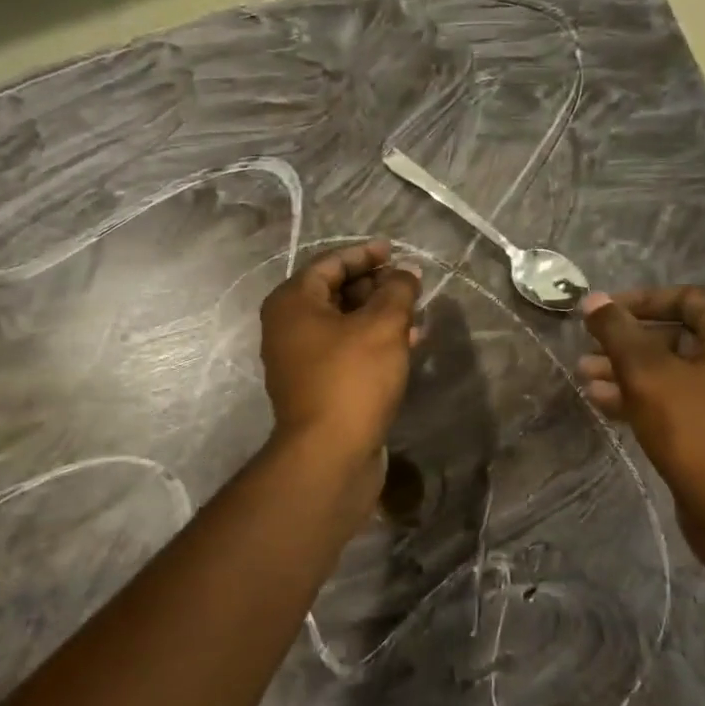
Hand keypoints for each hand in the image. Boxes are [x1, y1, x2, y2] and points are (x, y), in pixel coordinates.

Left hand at [260, 241, 419, 464]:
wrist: (329, 454)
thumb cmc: (352, 379)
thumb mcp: (383, 325)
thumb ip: (398, 290)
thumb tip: (407, 271)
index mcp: (293, 302)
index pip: (330, 263)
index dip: (365, 254)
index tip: (395, 251)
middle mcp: (288, 326)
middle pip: (335, 292)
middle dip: (376, 286)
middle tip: (410, 285)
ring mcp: (299, 359)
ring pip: (344, 323)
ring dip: (379, 315)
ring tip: (416, 313)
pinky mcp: (317, 385)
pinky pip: (346, 350)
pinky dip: (374, 342)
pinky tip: (408, 344)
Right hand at [578, 287, 704, 537]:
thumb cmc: (696, 430)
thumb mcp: (647, 373)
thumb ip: (618, 332)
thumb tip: (593, 299)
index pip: (686, 298)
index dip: (639, 301)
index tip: (602, 313)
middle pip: (676, 337)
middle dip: (627, 344)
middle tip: (587, 351)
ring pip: (674, 374)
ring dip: (628, 373)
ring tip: (585, 379)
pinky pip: (680, 404)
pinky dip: (645, 399)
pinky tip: (604, 405)